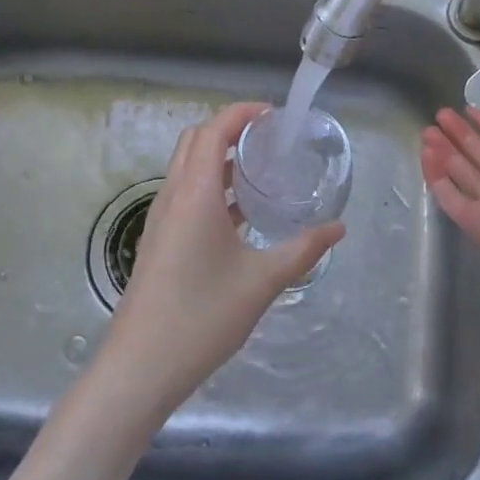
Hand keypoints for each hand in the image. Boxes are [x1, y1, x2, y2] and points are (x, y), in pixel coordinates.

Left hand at [97, 102, 344, 417]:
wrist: (141, 366)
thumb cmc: (203, 316)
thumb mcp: (263, 281)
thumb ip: (303, 250)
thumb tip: (338, 228)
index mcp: (195, 192)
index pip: (214, 129)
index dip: (243, 113)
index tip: (275, 116)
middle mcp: (173, 195)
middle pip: (195, 140)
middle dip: (230, 129)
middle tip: (269, 140)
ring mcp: (161, 218)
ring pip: (187, 167)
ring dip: (218, 158)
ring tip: (260, 171)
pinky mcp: (158, 239)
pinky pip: (184, 193)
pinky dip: (210, 185)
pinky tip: (240, 215)